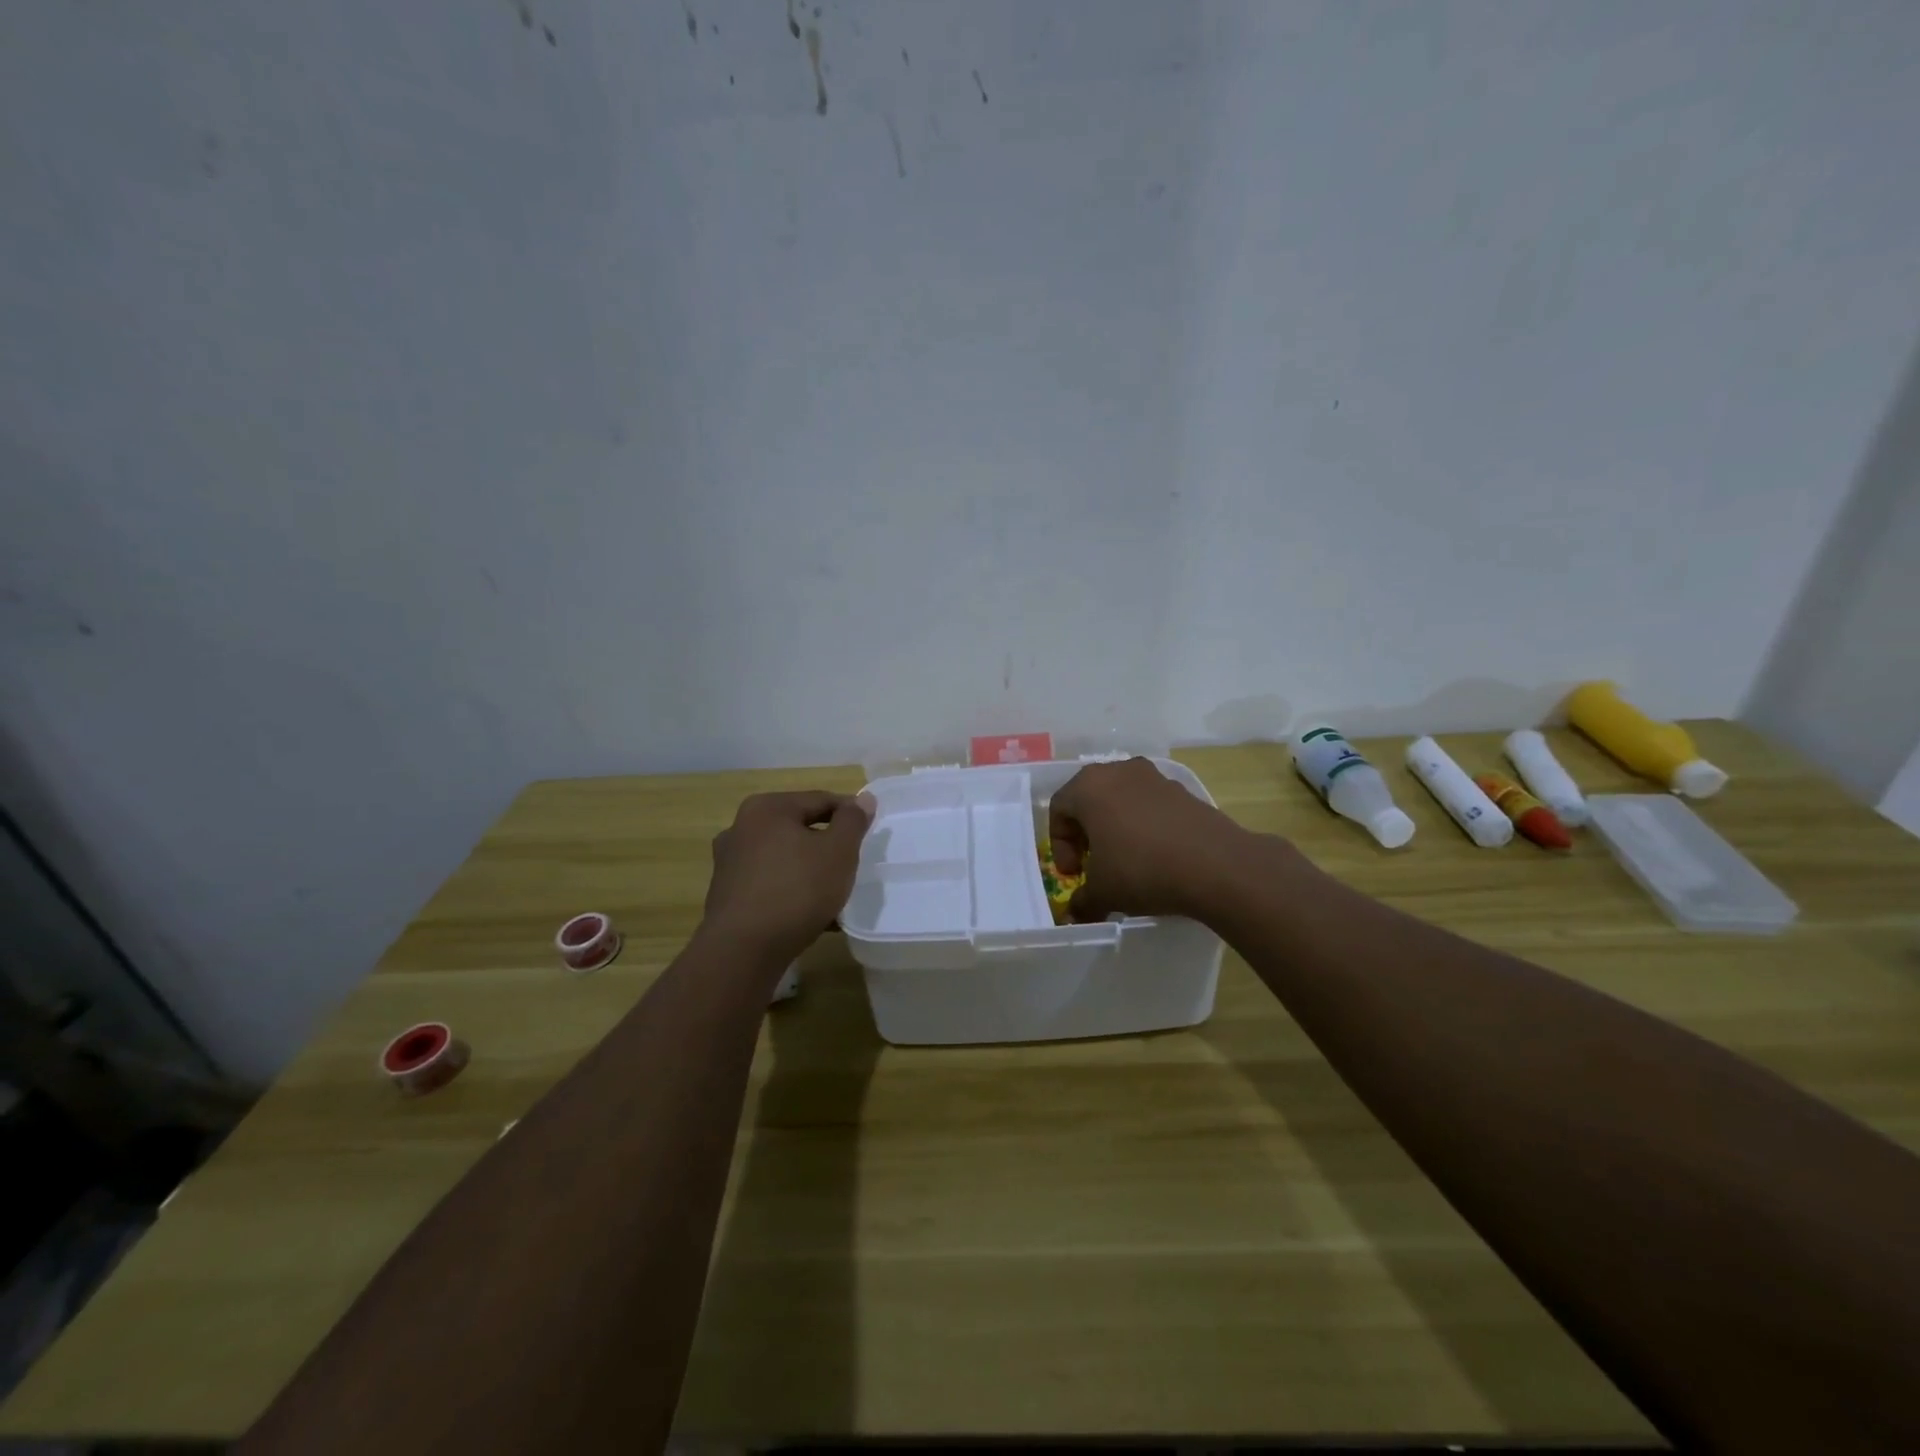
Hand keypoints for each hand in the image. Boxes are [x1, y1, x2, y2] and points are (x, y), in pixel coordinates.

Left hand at [702, 790, 875, 961]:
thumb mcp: (838, 851)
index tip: (870, 833)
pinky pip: (770, 884)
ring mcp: (730, 863)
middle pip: (799, 829)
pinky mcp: (727, 895)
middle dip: (828, 845)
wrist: (743, 950)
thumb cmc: (797, 890)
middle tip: (853, 864)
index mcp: (767, 808)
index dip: (849, 814)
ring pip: (785, 858)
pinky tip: (813, 916)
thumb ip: (852, 821)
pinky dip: (792, 892)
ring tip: (835, 894)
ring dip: (811, 871)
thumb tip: (863, 799)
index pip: (820, 800)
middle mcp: (741, 828)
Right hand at [1049, 758, 1247, 922]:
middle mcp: (1118, 771)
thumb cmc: (1142, 870)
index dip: (1060, 846)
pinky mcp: (1183, 790)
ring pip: (1120, 800)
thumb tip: (1074, 915)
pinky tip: (1156, 856)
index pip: (1059, 810)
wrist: (1216, 865)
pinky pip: (1150, 805)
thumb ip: (1082, 901)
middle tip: (1093, 865)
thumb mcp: (1103, 892)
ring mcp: (1154, 777)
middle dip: (1086, 834)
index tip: (1074, 874)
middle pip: (1088, 799)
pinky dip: (1144, 826)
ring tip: (1125, 861)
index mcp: (1088, 786)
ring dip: (1115, 828)